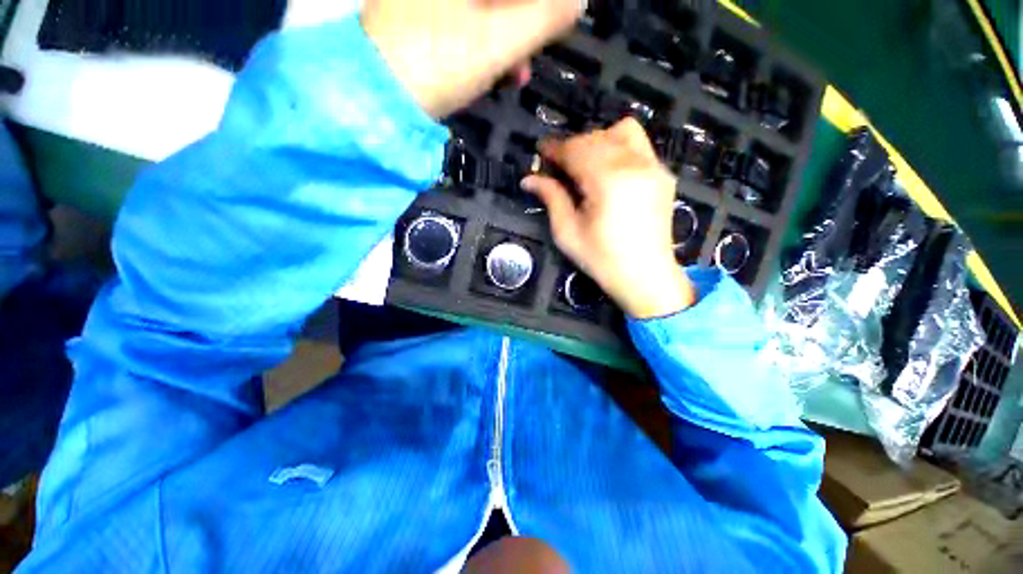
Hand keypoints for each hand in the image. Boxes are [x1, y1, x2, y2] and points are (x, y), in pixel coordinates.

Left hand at [361, 0, 581, 118]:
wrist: (380, 96)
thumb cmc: (439, 63)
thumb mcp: (497, 43)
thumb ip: (542, 18)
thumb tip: (577, 1)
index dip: (542, 8)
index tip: (558, 22)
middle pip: (502, 0)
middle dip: (527, 21)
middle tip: (537, 52)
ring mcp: (432, 1)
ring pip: (487, 11)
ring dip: (510, 39)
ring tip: (519, 74)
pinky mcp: (426, 20)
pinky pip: (469, 24)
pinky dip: (487, 45)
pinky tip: (496, 70)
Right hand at [522, 118, 696, 318]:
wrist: (645, 276)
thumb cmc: (602, 259)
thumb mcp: (568, 232)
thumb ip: (551, 198)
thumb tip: (529, 179)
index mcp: (608, 180)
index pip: (576, 149)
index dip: (555, 148)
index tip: (540, 151)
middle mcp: (634, 164)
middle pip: (597, 137)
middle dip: (573, 146)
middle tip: (558, 166)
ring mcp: (653, 167)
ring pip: (622, 131)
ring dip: (597, 141)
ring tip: (585, 164)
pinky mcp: (663, 174)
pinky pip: (639, 146)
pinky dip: (618, 148)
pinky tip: (608, 171)